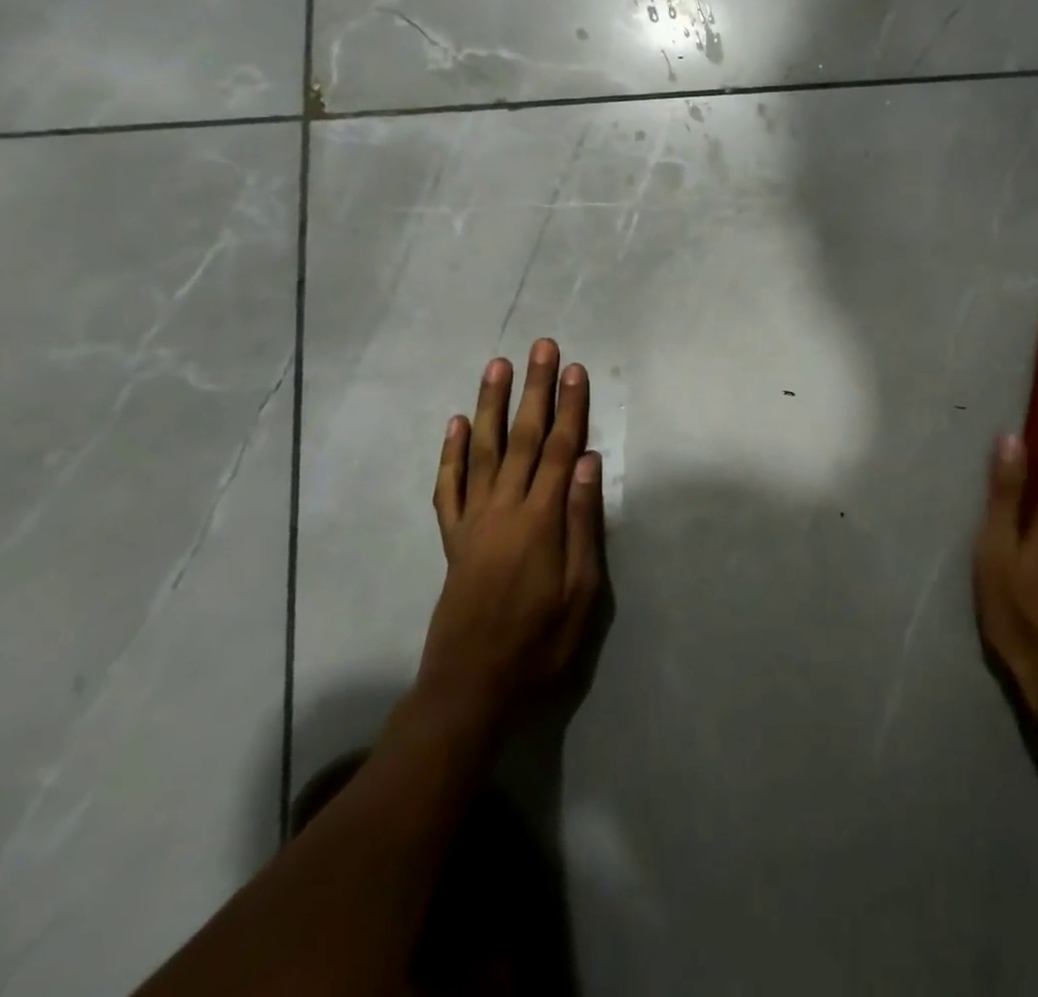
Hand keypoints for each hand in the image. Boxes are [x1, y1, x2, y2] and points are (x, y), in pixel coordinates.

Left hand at [417, 338, 604, 722]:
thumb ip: (581, 522)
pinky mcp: (452, 538)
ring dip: (492, 405)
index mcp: (539, 520)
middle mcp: (504, 509)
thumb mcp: (581, 591)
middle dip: (535, 389)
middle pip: (524, 437)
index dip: (571, 407)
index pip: (560, 449)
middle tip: (541, 348)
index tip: (576, 370)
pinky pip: (448, 487)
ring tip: (497, 366)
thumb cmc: (539, 642)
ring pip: (483, 450)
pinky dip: (451, 453)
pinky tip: (456, 424)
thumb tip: (588, 462)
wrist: (470, 687)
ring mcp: (473, 521)